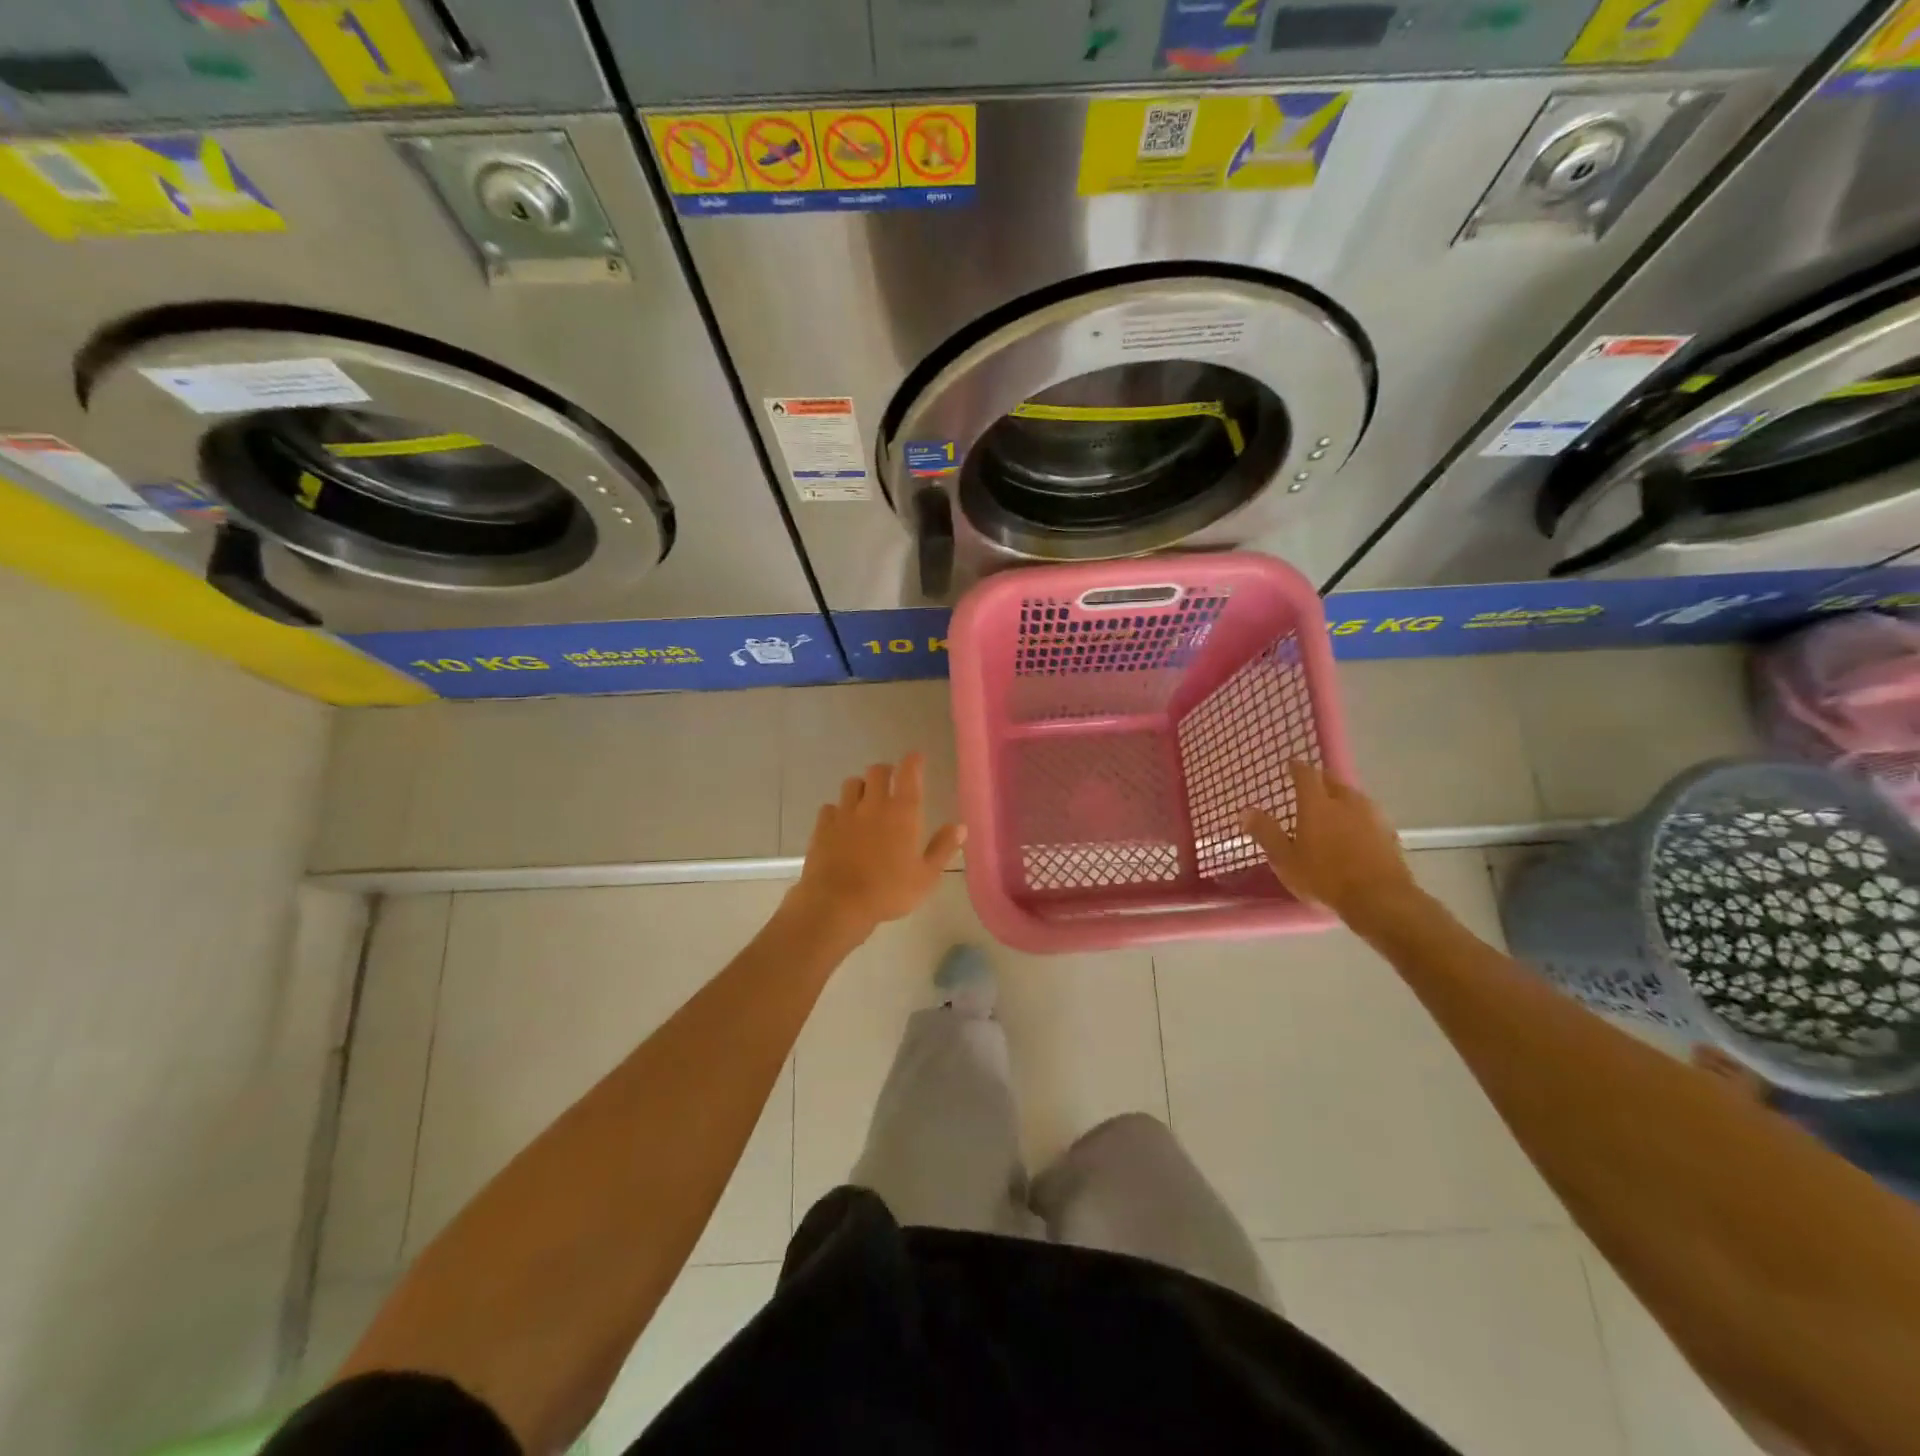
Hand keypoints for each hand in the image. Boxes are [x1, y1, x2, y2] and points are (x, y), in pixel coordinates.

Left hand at [790, 753, 963, 937]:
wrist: (837, 903)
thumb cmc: (888, 891)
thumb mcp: (926, 876)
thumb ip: (943, 848)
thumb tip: (960, 827)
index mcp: (902, 812)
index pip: (909, 773)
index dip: (913, 761)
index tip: (917, 758)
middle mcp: (873, 804)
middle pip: (877, 771)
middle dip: (886, 771)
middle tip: (891, 782)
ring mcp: (844, 813)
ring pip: (851, 784)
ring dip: (861, 787)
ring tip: (866, 801)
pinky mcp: (822, 826)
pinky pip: (830, 807)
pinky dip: (838, 810)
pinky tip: (841, 823)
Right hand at [1241, 760, 1416, 927]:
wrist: (1380, 899)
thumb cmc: (1324, 878)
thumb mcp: (1285, 859)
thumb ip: (1265, 832)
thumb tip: (1245, 810)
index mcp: (1317, 804)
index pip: (1306, 773)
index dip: (1297, 767)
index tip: (1290, 765)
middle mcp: (1346, 801)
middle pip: (1332, 780)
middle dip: (1319, 780)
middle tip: (1308, 789)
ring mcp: (1371, 815)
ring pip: (1352, 796)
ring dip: (1340, 798)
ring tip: (1330, 810)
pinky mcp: (1389, 832)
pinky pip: (1368, 815)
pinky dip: (1357, 817)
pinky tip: (1354, 832)